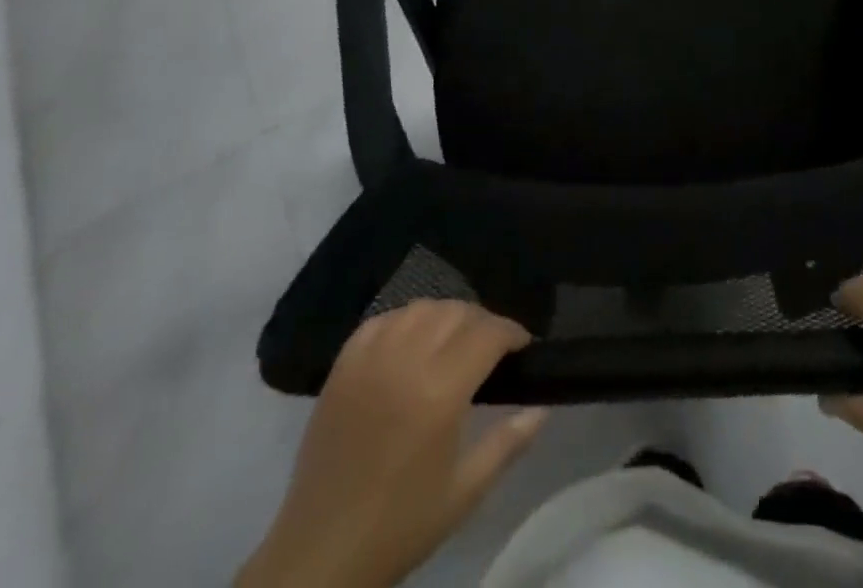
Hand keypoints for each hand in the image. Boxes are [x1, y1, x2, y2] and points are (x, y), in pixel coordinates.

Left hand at [238, 302, 546, 587]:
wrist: (320, 555)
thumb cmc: (400, 527)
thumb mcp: (464, 493)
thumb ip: (508, 443)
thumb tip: (542, 407)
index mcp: (440, 392)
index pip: (488, 333)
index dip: (511, 332)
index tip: (522, 346)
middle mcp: (406, 361)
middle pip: (457, 312)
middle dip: (482, 322)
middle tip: (491, 348)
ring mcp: (370, 358)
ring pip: (420, 308)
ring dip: (445, 316)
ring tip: (452, 342)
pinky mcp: (343, 365)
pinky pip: (382, 320)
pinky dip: (404, 322)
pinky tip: (410, 343)